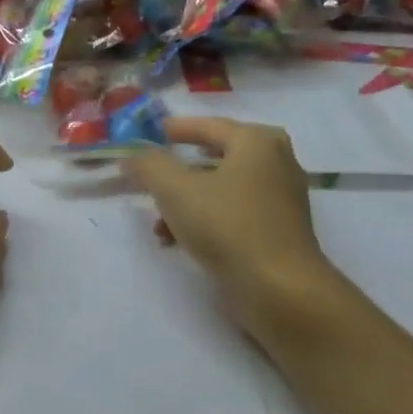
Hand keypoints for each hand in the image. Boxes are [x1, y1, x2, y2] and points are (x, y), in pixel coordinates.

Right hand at [126, 117, 340, 329]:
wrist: (279, 288)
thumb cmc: (227, 226)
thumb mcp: (175, 190)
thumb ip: (149, 165)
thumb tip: (132, 155)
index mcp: (257, 142)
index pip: (208, 125)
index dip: (174, 129)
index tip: (148, 134)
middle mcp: (275, 162)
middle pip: (215, 157)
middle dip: (178, 169)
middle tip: (152, 174)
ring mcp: (280, 198)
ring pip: (221, 189)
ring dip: (186, 201)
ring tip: (157, 223)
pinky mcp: (278, 230)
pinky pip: (233, 213)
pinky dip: (205, 220)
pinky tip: (177, 241)